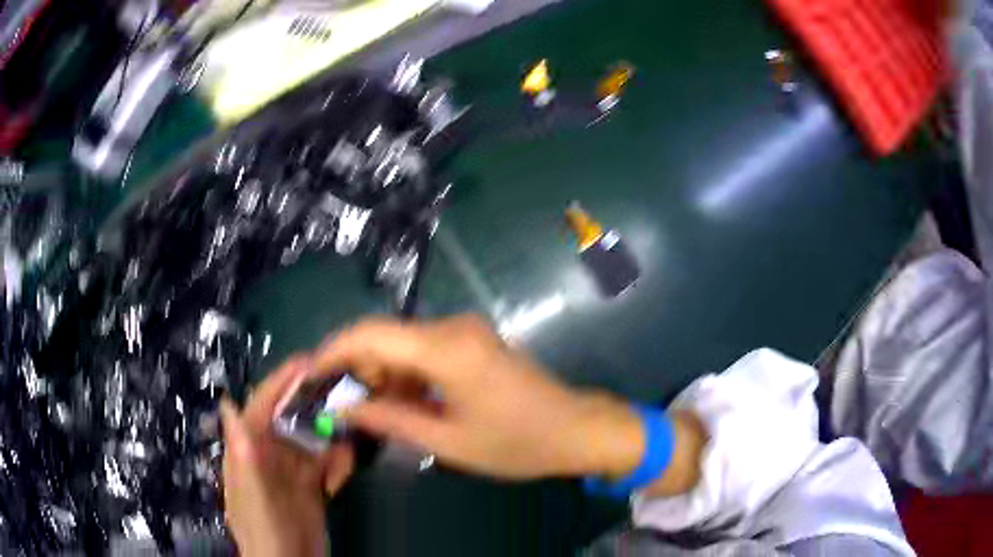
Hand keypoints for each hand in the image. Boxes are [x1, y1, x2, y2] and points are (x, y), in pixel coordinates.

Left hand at [221, 356, 353, 556]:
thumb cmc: (266, 532)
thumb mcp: (254, 495)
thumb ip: (243, 454)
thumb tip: (228, 403)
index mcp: (248, 450)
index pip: (261, 406)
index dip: (281, 382)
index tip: (308, 361)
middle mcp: (269, 454)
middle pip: (292, 418)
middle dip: (315, 408)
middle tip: (345, 397)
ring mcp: (291, 471)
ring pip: (314, 441)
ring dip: (333, 441)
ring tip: (349, 445)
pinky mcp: (311, 486)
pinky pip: (327, 464)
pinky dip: (338, 465)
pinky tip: (343, 476)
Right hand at [312, 314, 647, 480]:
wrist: (576, 429)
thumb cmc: (517, 443)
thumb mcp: (449, 442)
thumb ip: (393, 421)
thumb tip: (347, 410)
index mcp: (446, 349)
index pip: (370, 335)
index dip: (333, 351)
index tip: (311, 374)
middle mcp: (453, 328)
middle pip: (384, 336)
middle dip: (356, 368)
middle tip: (343, 406)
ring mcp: (466, 331)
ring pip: (402, 343)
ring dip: (382, 374)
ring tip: (374, 413)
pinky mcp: (473, 340)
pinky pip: (425, 349)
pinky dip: (406, 374)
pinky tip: (405, 403)